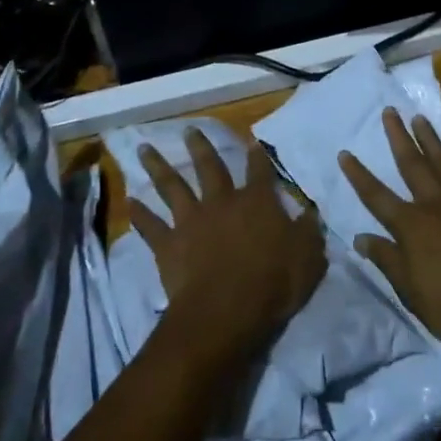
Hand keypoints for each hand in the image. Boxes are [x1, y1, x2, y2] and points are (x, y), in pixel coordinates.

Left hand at [129, 130, 325, 363]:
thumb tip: (310, 212)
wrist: (226, 311)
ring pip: (172, 187)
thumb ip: (308, 231)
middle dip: (200, 147)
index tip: (253, 140)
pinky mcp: (169, 245)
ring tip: (144, 149)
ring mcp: (192, 221)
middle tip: (189, 129)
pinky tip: (130, 201)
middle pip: (210, 167)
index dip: (258, 155)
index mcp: (258, 202)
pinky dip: (140, 213)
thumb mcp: (309, 257)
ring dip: (158, 166)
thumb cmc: (273, 283)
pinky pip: (151, 225)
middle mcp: (222, 202)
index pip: (260, 171)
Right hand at [338, 110, 440, 366]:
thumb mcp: (411, 291)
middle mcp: (437, 204)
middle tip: (390, 111)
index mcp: (412, 226)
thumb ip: (387, 260)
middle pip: (412, 164)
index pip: (376, 195)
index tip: (345, 152)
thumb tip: (360, 237)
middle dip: (398, 137)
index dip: (358, 174)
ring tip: (420, 118)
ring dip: (431, 139)